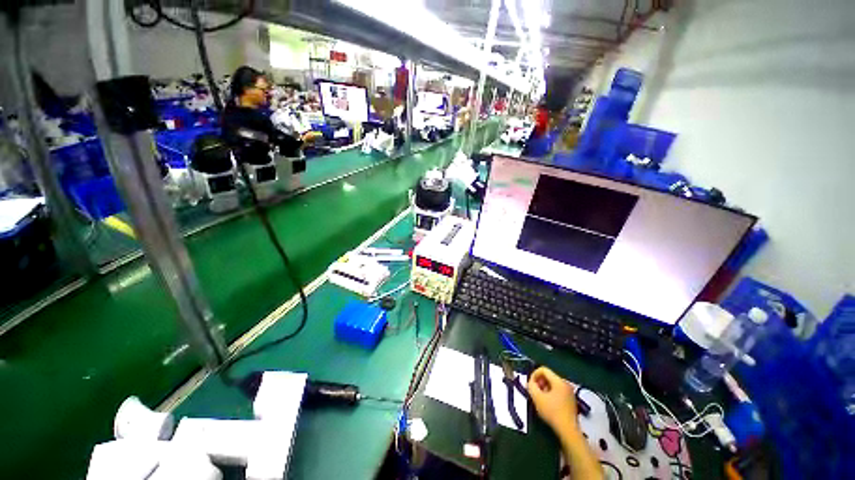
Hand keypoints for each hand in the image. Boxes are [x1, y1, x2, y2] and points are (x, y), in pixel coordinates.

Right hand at [527, 366, 579, 436]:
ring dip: (544, 389)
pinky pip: (558, 391)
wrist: (568, 430)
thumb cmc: (552, 412)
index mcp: (559, 381)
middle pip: (548, 376)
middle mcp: (566, 384)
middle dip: (539, 382)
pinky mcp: (571, 400)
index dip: (534, 374)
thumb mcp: (537, 398)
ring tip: (540, 399)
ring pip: (553, 384)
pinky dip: (550, 394)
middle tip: (534, 392)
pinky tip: (548, 404)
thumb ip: (531, 386)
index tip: (530, 384)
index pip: (543, 369)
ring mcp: (570, 392)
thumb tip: (530, 382)